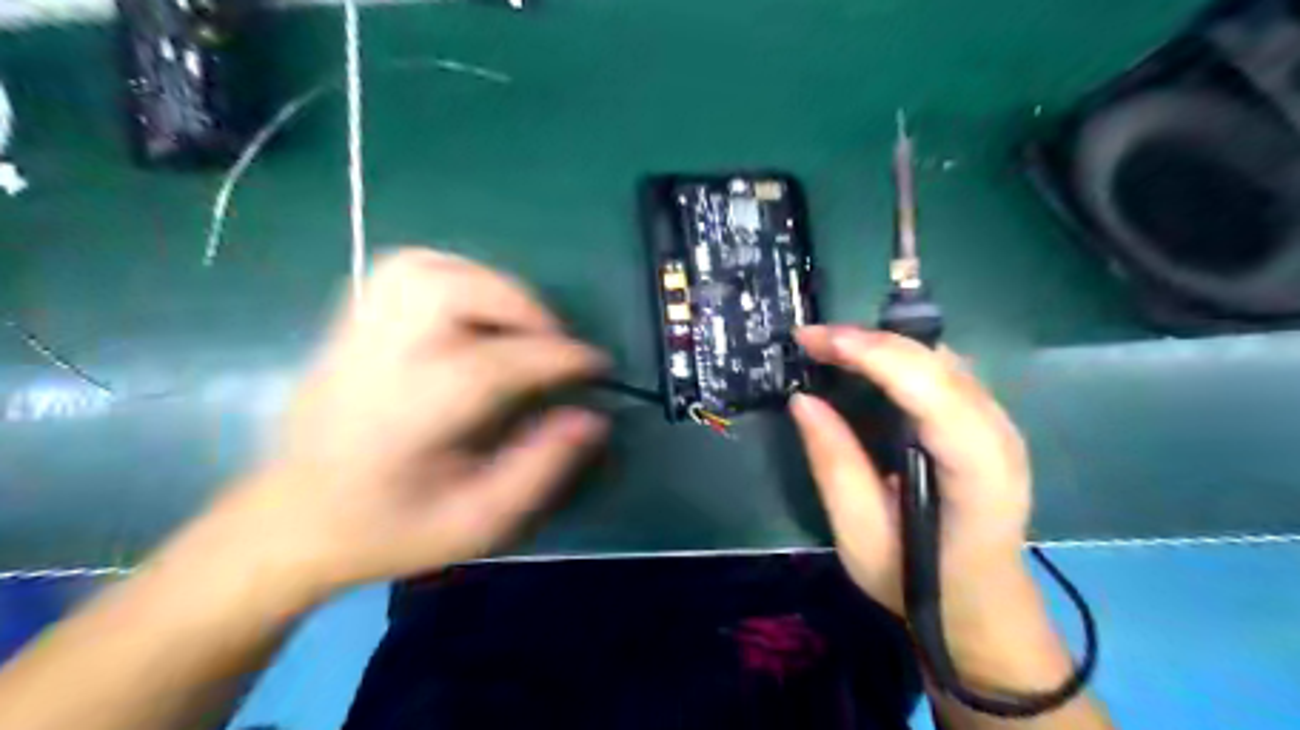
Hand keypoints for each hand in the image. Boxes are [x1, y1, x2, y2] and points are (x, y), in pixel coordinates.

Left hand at [198, 249, 610, 600]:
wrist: (290, 523)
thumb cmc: (387, 530)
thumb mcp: (477, 523)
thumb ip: (539, 469)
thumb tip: (591, 418)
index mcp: (409, 417)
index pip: (495, 364)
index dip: (557, 357)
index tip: (598, 364)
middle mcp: (379, 360)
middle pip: (452, 293)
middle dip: (521, 307)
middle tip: (553, 341)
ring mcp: (357, 334)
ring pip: (425, 268)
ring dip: (487, 283)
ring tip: (517, 321)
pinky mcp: (349, 324)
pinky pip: (405, 270)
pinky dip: (453, 275)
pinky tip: (473, 310)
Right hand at [787, 325, 1031, 615]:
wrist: (981, 607)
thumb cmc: (919, 581)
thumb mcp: (860, 534)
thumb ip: (834, 463)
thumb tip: (803, 399)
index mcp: (976, 468)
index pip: (927, 386)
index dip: (868, 351)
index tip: (811, 340)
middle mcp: (999, 434)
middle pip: (935, 362)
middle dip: (868, 340)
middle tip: (810, 340)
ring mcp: (1000, 425)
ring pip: (941, 359)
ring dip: (883, 344)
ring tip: (830, 348)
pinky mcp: (989, 424)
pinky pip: (944, 372)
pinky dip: (900, 358)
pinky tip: (868, 365)